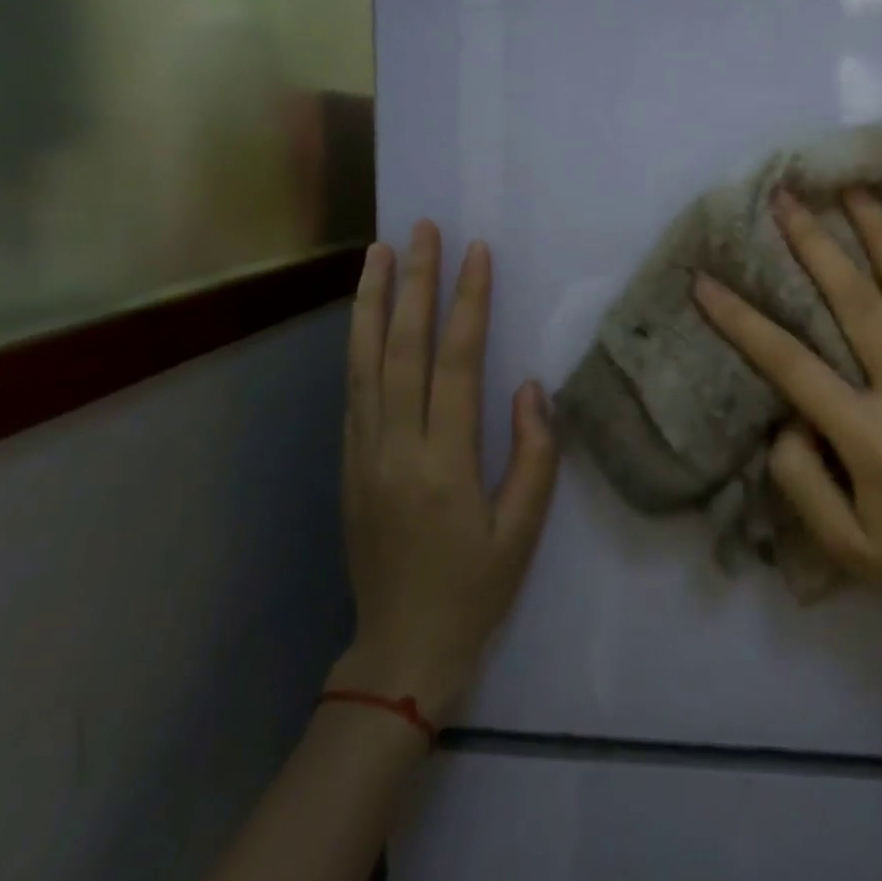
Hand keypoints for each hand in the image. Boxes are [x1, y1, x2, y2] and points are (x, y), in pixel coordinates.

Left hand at [329, 222, 558, 721]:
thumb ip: (533, 454)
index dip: (467, 303)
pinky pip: (353, 390)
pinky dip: (358, 344)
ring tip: (378, 253)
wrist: (400, 650)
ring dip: (372, 303)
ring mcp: (362, 454)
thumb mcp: (523, 531)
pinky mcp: (348, 464)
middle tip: (423, 230)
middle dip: (415, 283)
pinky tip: (366, 316)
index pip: (455, 363)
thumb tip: (529, 387)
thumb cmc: (474, 591)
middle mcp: (394, 447)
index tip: (476, 254)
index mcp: (442, 463)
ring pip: (364, 362)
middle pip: (402, 348)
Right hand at [693, 187, 881, 675]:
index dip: (742, 320)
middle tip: (786, 198)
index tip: (705, 282)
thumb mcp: (841, 545)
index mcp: (870, 440)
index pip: (791, 364)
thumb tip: (788, 415)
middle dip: (815, 245)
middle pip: (858, 303)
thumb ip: (800, 477)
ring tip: (856, 188)